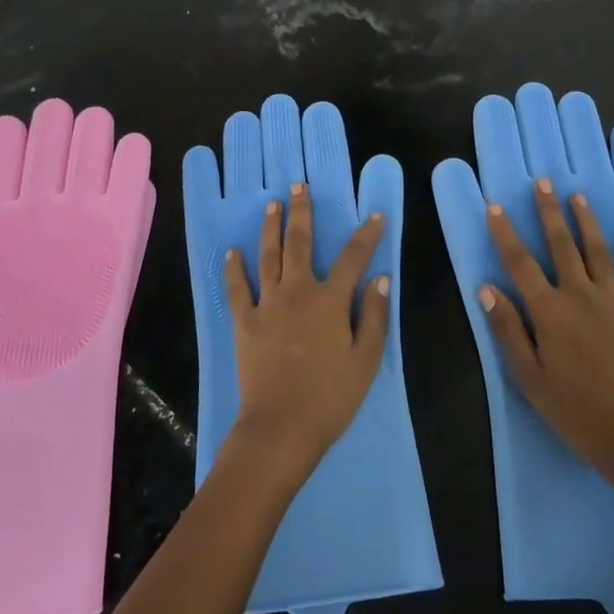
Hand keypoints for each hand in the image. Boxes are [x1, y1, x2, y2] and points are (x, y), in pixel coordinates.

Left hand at [222, 182, 388, 484]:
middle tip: (298, 186)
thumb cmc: (330, 397)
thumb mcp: (366, 360)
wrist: (280, 427)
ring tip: (271, 205)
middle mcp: (297, 292)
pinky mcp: (244, 322)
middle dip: (301, 212)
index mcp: (330, 300)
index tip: (375, 215)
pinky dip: (234, 269)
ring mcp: (267, 305)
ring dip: (270, 228)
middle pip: (299, 243)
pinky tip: (232, 252)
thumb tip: (381, 278)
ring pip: (268, 256)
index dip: (366, 235)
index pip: (353, 258)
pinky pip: (237, 289)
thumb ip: (375, 316)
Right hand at [482, 178, 613, 492]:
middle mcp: (580, 295)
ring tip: (578, 197)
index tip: (495, 206)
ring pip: (597, 251)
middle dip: (549, 211)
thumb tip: (485, 288)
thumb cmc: (574, 409)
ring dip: (586, 222)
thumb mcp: (529, 377)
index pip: (520, 263)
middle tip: (543, 182)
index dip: (505, 233)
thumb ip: (508, 329)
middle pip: (561, 245)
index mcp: (549, 311)